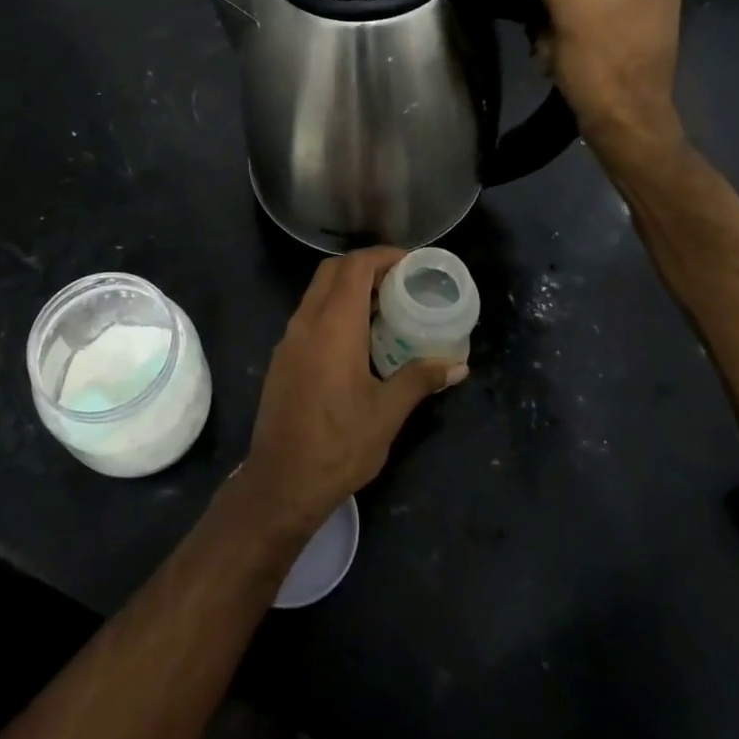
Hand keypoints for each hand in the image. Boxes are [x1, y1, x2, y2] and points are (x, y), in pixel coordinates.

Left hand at [243, 248, 466, 530]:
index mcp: (333, 327)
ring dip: (348, 288)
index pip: (355, 268)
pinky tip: (356, 339)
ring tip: (384, 306)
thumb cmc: (339, 445)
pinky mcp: (282, 359)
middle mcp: (306, 323)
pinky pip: (309, 317)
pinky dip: (333, 310)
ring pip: (317, 293)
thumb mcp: (387, 413)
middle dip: (366, 266)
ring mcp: (289, 340)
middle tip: (400, 280)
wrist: (281, 483)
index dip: (383, 256)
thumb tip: (458, 365)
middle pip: (332, 272)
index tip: (411, 262)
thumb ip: (420, 379)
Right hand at [502, 0, 686, 178]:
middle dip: (551, 16)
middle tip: (552, 46)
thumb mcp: (569, 6)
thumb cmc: (602, 67)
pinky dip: (567, 46)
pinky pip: (585, 28)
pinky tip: (564, 66)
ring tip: (557, 58)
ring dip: (553, 33)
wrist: (625, 132)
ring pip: (573, 9)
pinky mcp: (629, 41)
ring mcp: (642, 15)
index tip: (544, 20)